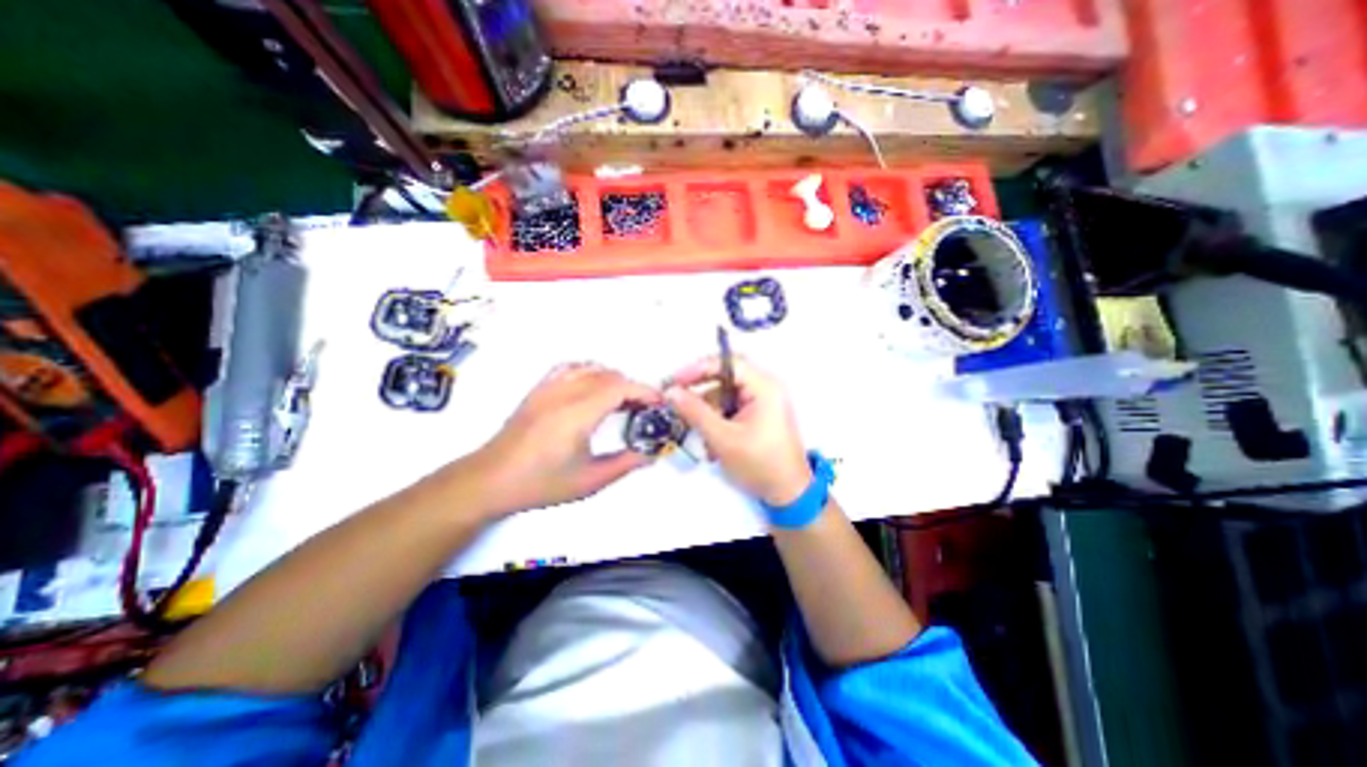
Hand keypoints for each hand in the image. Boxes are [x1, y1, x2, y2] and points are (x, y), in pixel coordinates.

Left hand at [471, 361, 662, 515]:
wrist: (490, 480)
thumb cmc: (540, 483)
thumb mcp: (589, 481)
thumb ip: (625, 464)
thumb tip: (650, 454)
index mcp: (578, 413)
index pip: (620, 387)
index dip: (645, 391)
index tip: (659, 403)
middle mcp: (564, 393)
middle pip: (609, 376)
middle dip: (633, 388)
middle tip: (644, 409)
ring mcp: (549, 388)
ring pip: (591, 368)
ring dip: (613, 379)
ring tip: (622, 400)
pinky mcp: (538, 389)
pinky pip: (569, 367)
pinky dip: (589, 371)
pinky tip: (592, 387)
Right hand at [667, 356, 809, 506]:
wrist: (788, 493)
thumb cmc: (760, 464)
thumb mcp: (723, 438)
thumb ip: (695, 412)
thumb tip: (671, 392)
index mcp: (764, 387)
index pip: (728, 363)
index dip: (698, 368)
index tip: (675, 381)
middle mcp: (765, 388)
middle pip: (725, 377)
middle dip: (701, 391)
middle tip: (678, 399)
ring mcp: (762, 402)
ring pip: (725, 395)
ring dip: (708, 411)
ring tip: (698, 434)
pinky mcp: (757, 415)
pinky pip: (730, 408)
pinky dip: (717, 420)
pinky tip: (711, 441)